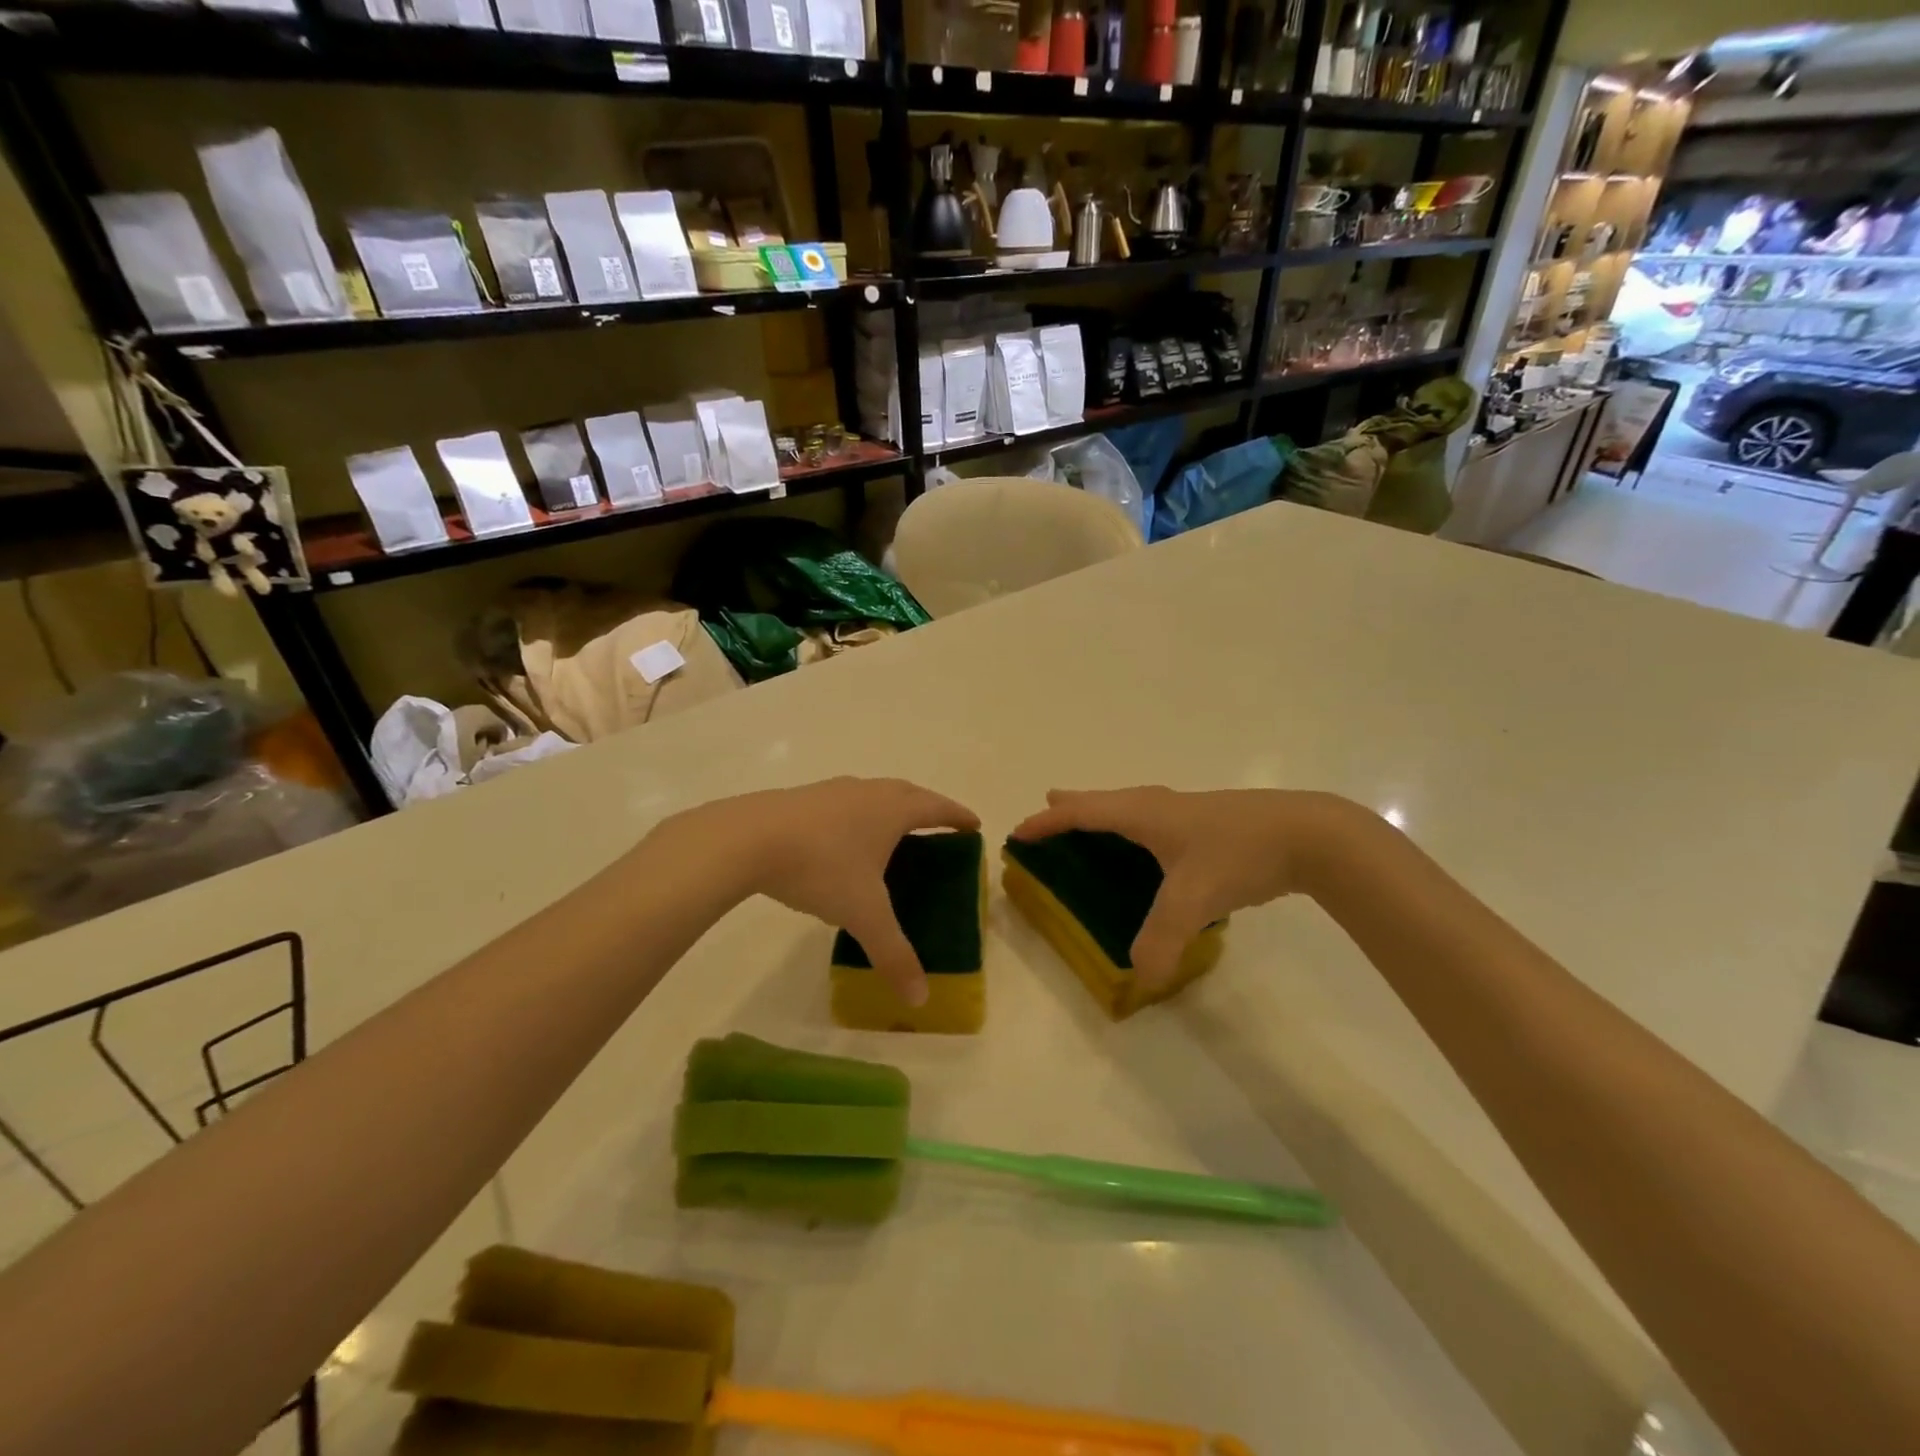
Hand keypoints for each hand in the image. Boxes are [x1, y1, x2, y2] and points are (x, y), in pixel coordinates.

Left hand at [658, 777, 979, 1005]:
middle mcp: (867, 791)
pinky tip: (841, 840)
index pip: (937, 808)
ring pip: (872, 793)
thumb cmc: (821, 867)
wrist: (748, 839)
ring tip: (891, 833)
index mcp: (892, 810)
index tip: (973, 824)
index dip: (957, 816)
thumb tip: (919, 998)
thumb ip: (893, 954)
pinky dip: (855, 815)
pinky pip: (843, 803)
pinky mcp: (802, 798)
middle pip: (907, 793)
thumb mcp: (863, 914)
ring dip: (889, 807)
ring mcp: (832, 791)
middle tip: (938, 827)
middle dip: (927, 808)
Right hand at [1011, 787, 1358, 990]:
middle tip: (1048, 806)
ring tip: (1091, 822)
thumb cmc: (1239, 854)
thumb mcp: (1194, 900)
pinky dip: (1133, 826)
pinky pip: (1154, 820)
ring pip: (1131, 807)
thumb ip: (1161, 939)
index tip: (1020, 832)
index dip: (1048, 822)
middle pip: (1104, 800)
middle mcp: (1159, 806)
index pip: (1082, 813)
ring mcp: (1187, 811)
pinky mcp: (1210, 823)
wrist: (1310, 834)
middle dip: (1073, 806)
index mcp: (1143, 814)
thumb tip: (1138, 977)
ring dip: (1104, 813)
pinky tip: (1151, 846)